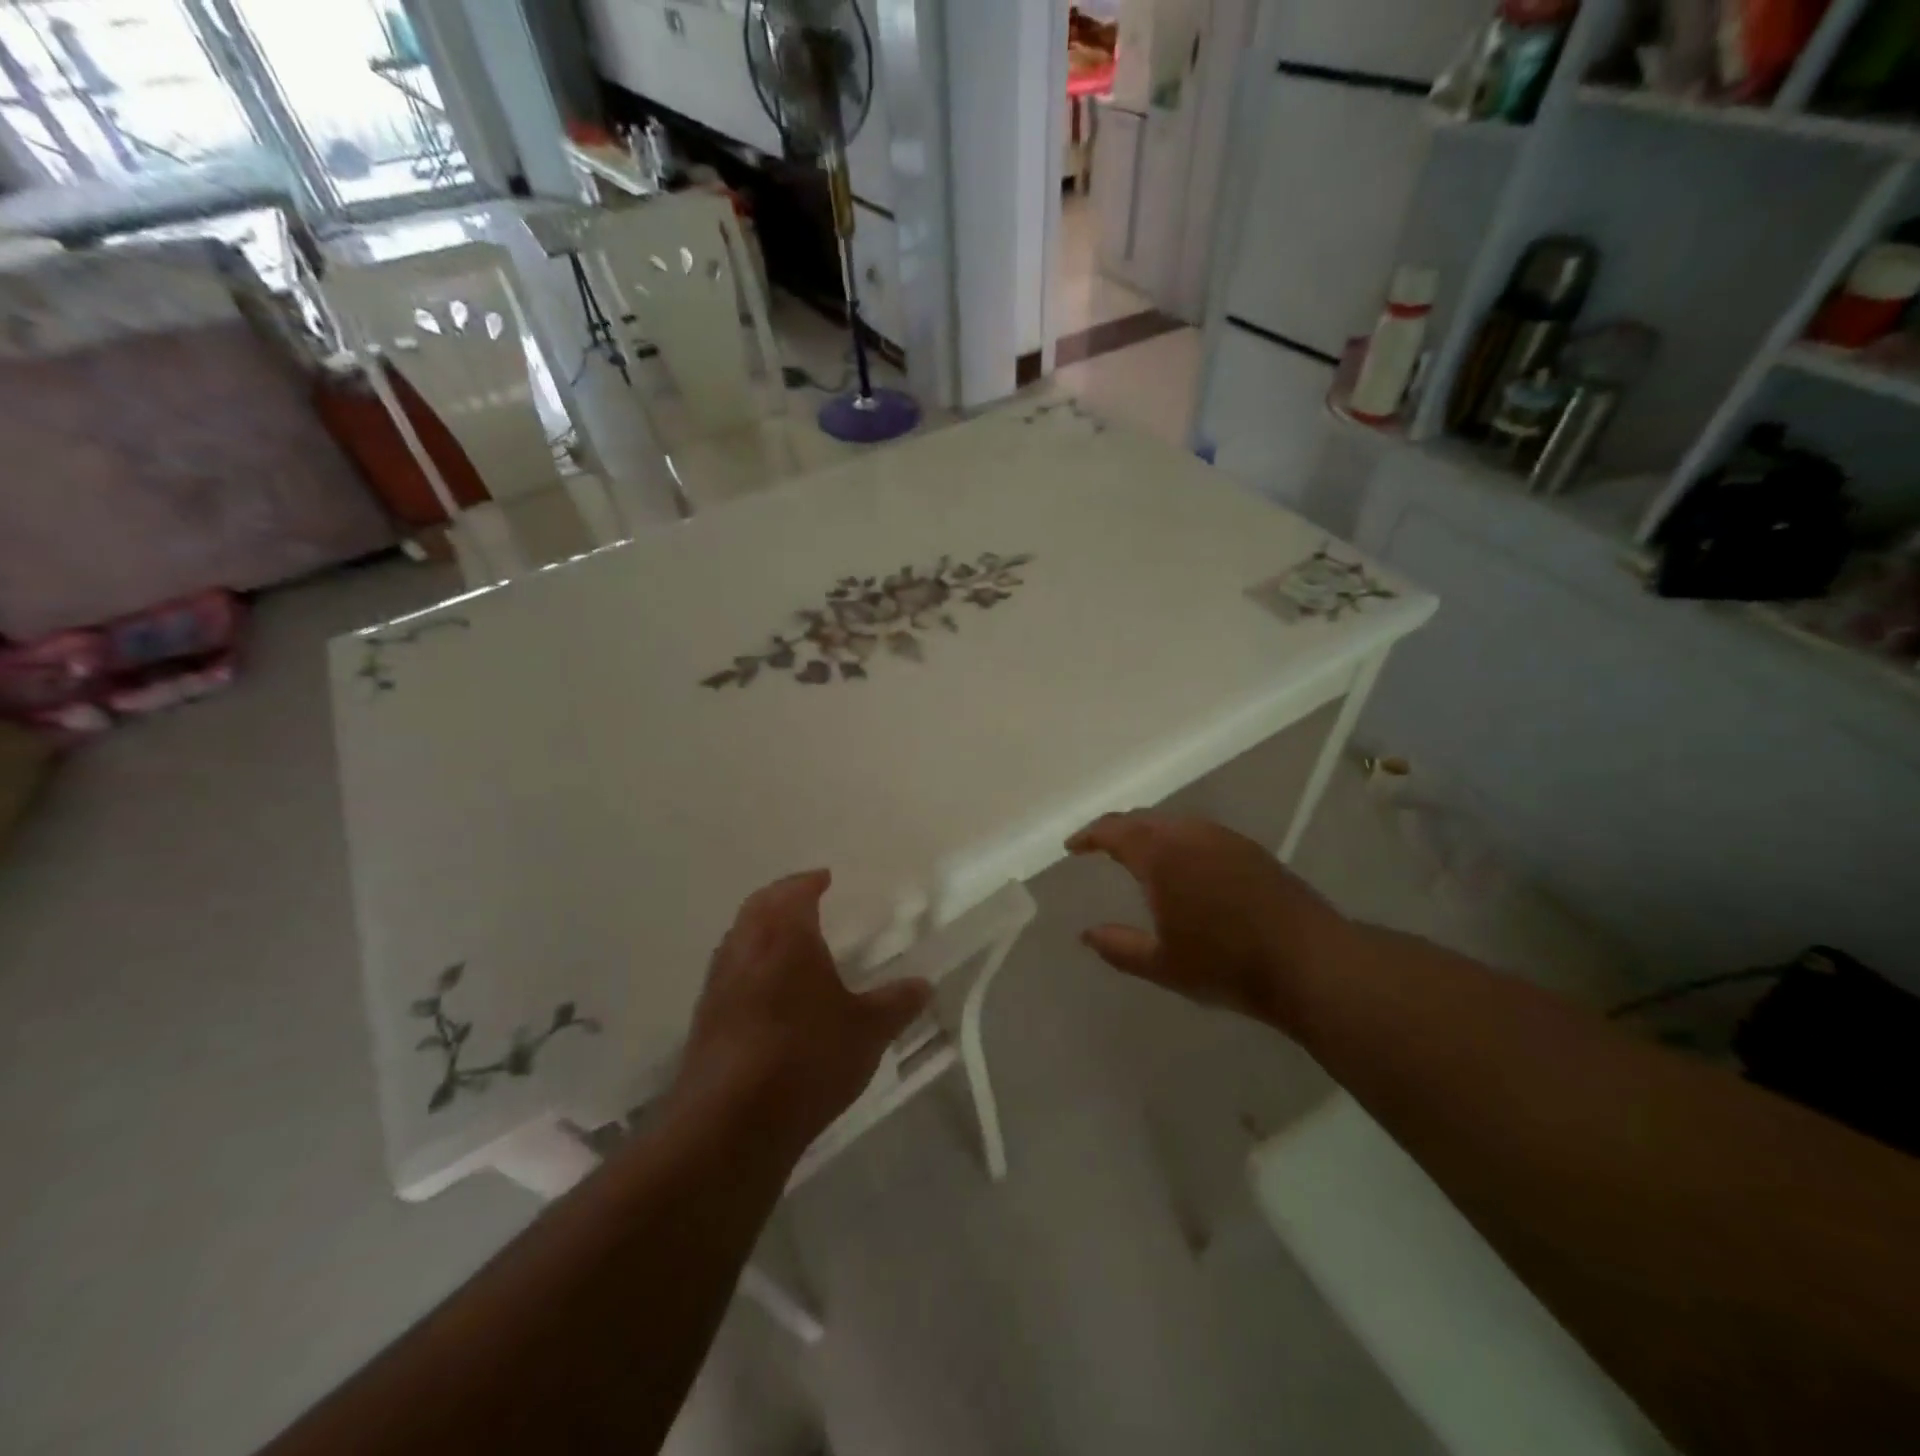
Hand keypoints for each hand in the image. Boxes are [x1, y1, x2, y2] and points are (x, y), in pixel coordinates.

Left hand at [675, 870, 931, 1157]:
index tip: (824, 879)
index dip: (809, 882)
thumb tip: (924, 984)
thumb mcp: (866, 1031)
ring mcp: (718, 983)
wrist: (729, 1122)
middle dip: (781, 898)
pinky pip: (728, 973)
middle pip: (758, 906)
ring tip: (786, 943)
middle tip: (804, 899)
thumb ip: (896, 1003)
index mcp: (785, 935)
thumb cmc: (806, 1058)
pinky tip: (766, 992)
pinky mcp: (704, 1018)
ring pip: (738, 938)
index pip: (794, 892)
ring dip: (760, 929)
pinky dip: (748, 964)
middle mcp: (745, 948)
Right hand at [1065, 812, 1349, 1028]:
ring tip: (1137, 854)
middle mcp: (1189, 834)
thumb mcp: (1162, 964)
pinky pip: (1198, 832)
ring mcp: (1223, 837)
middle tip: (1099, 847)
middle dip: (1116, 830)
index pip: (1114, 830)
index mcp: (1161, 855)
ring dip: (1148, 833)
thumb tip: (1086, 934)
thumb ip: (1118, 947)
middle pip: (1142, 819)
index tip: (1072, 847)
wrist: (1309, 961)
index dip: (1089, 836)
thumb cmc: (1226, 964)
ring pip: (1173, 823)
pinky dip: (1176, 839)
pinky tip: (1182, 864)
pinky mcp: (1249, 848)